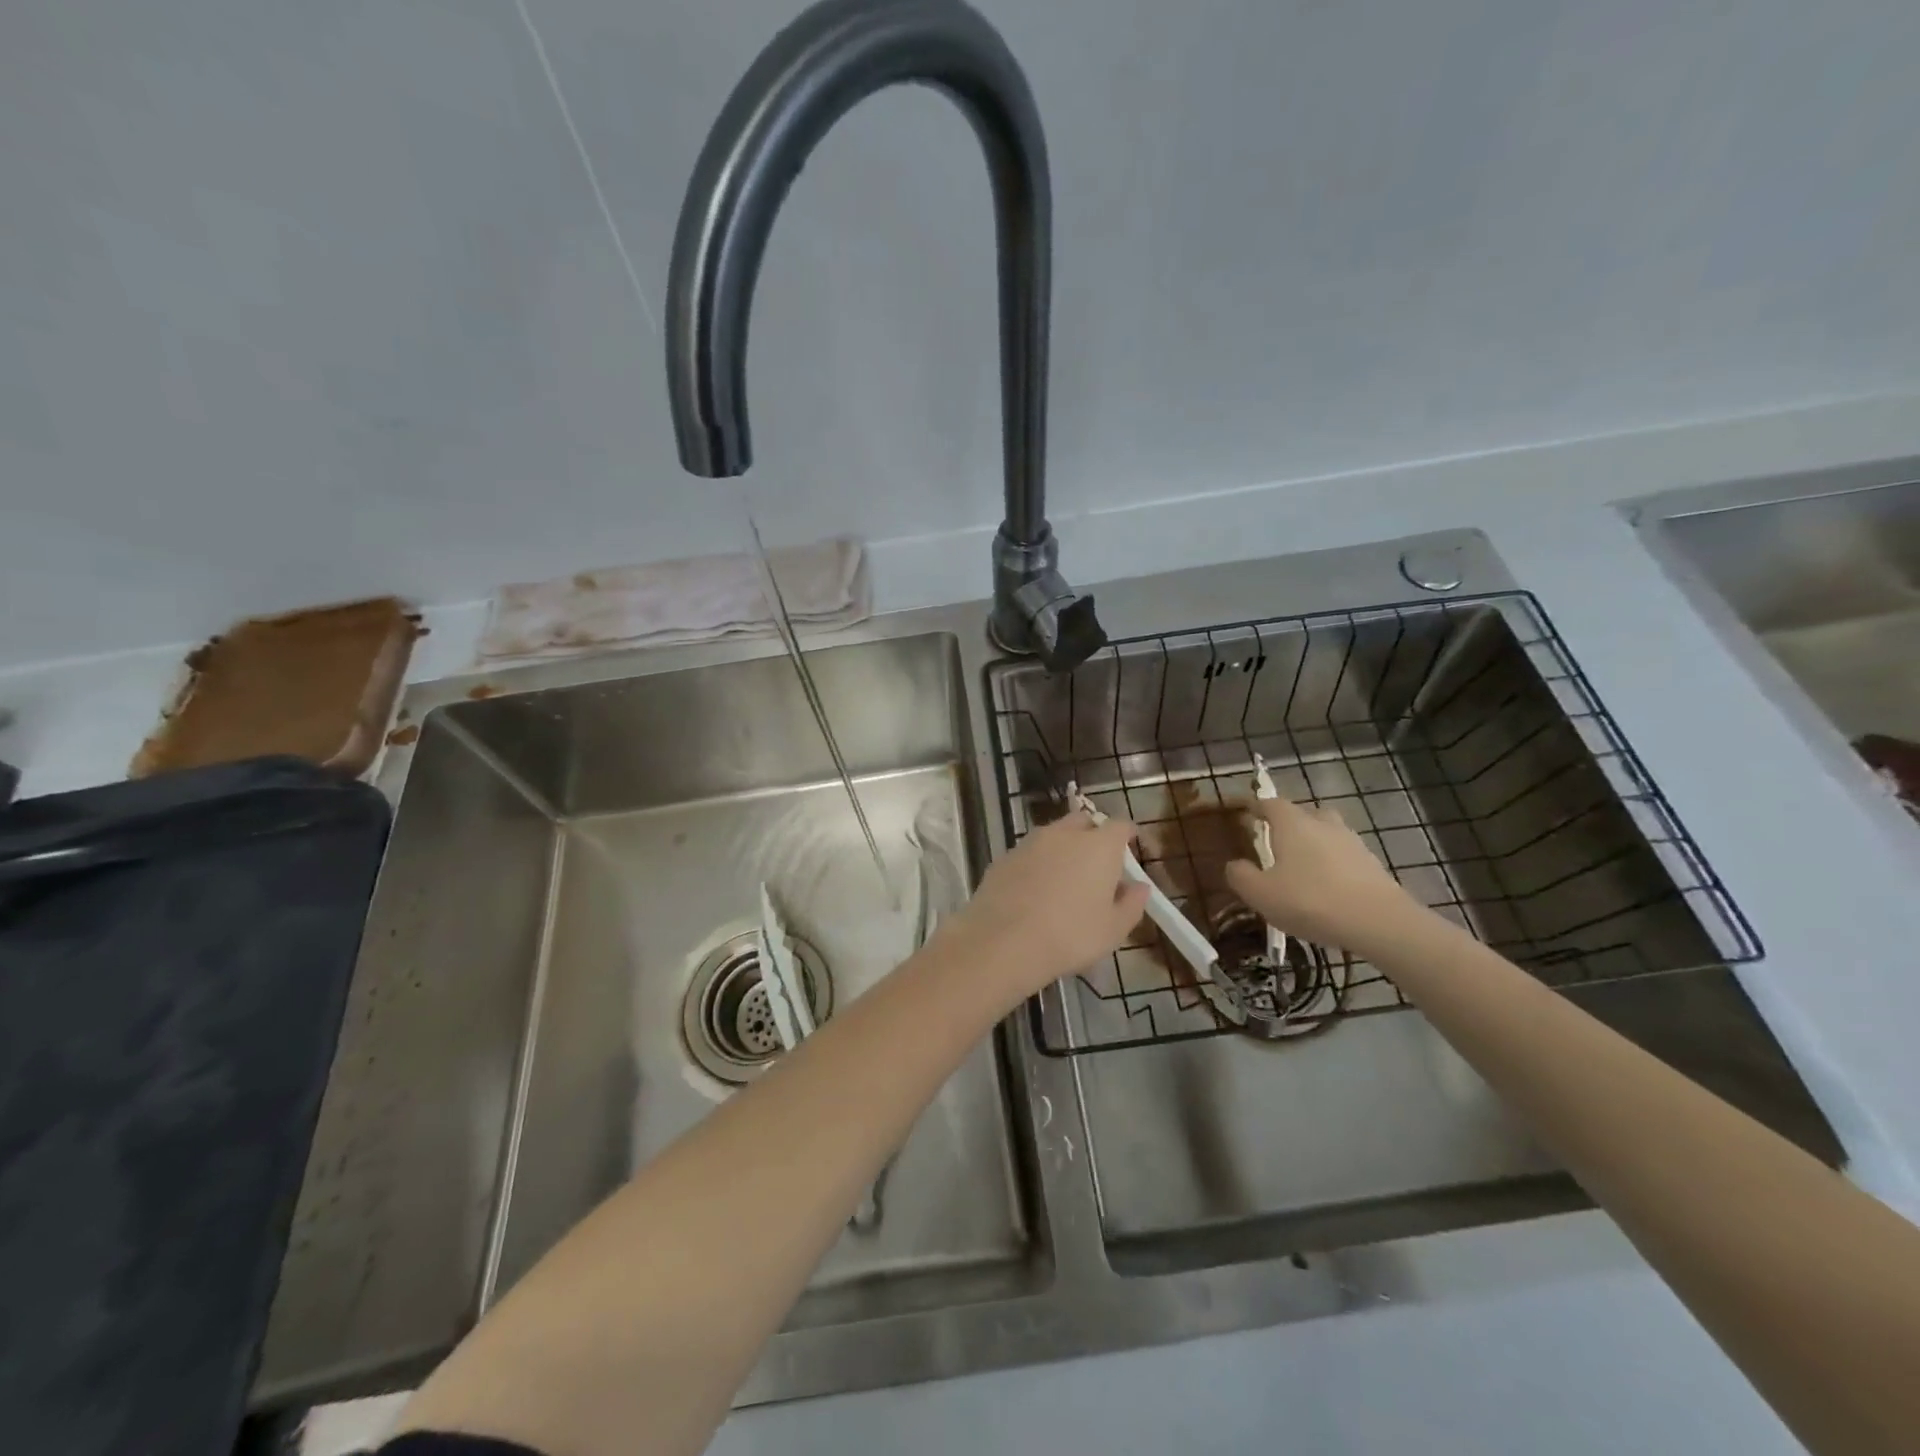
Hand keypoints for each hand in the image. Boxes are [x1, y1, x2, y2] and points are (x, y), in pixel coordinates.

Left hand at [943, 811, 1151, 998]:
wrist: (1004, 941)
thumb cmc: (1070, 936)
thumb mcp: (1113, 930)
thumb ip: (1132, 904)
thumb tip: (1140, 887)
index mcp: (1099, 845)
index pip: (1120, 826)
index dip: (1127, 836)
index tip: (1130, 850)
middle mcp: (1064, 833)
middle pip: (1084, 822)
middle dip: (1093, 836)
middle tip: (1097, 865)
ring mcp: (1030, 842)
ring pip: (1054, 835)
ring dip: (1063, 849)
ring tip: (1064, 880)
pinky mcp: (1005, 856)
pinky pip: (1029, 853)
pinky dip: (1037, 864)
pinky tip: (1034, 891)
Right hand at [1225, 796, 1424, 956]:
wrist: (1380, 922)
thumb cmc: (1311, 901)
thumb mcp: (1261, 894)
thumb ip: (1240, 876)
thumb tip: (1234, 865)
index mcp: (1293, 824)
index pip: (1271, 804)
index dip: (1256, 806)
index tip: (1246, 813)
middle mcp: (1323, 824)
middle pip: (1303, 814)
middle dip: (1287, 823)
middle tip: (1274, 842)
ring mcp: (1352, 842)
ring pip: (1326, 833)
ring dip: (1313, 844)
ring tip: (1301, 867)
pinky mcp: (1372, 864)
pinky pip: (1343, 856)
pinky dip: (1332, 864)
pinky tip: (1326, 887)